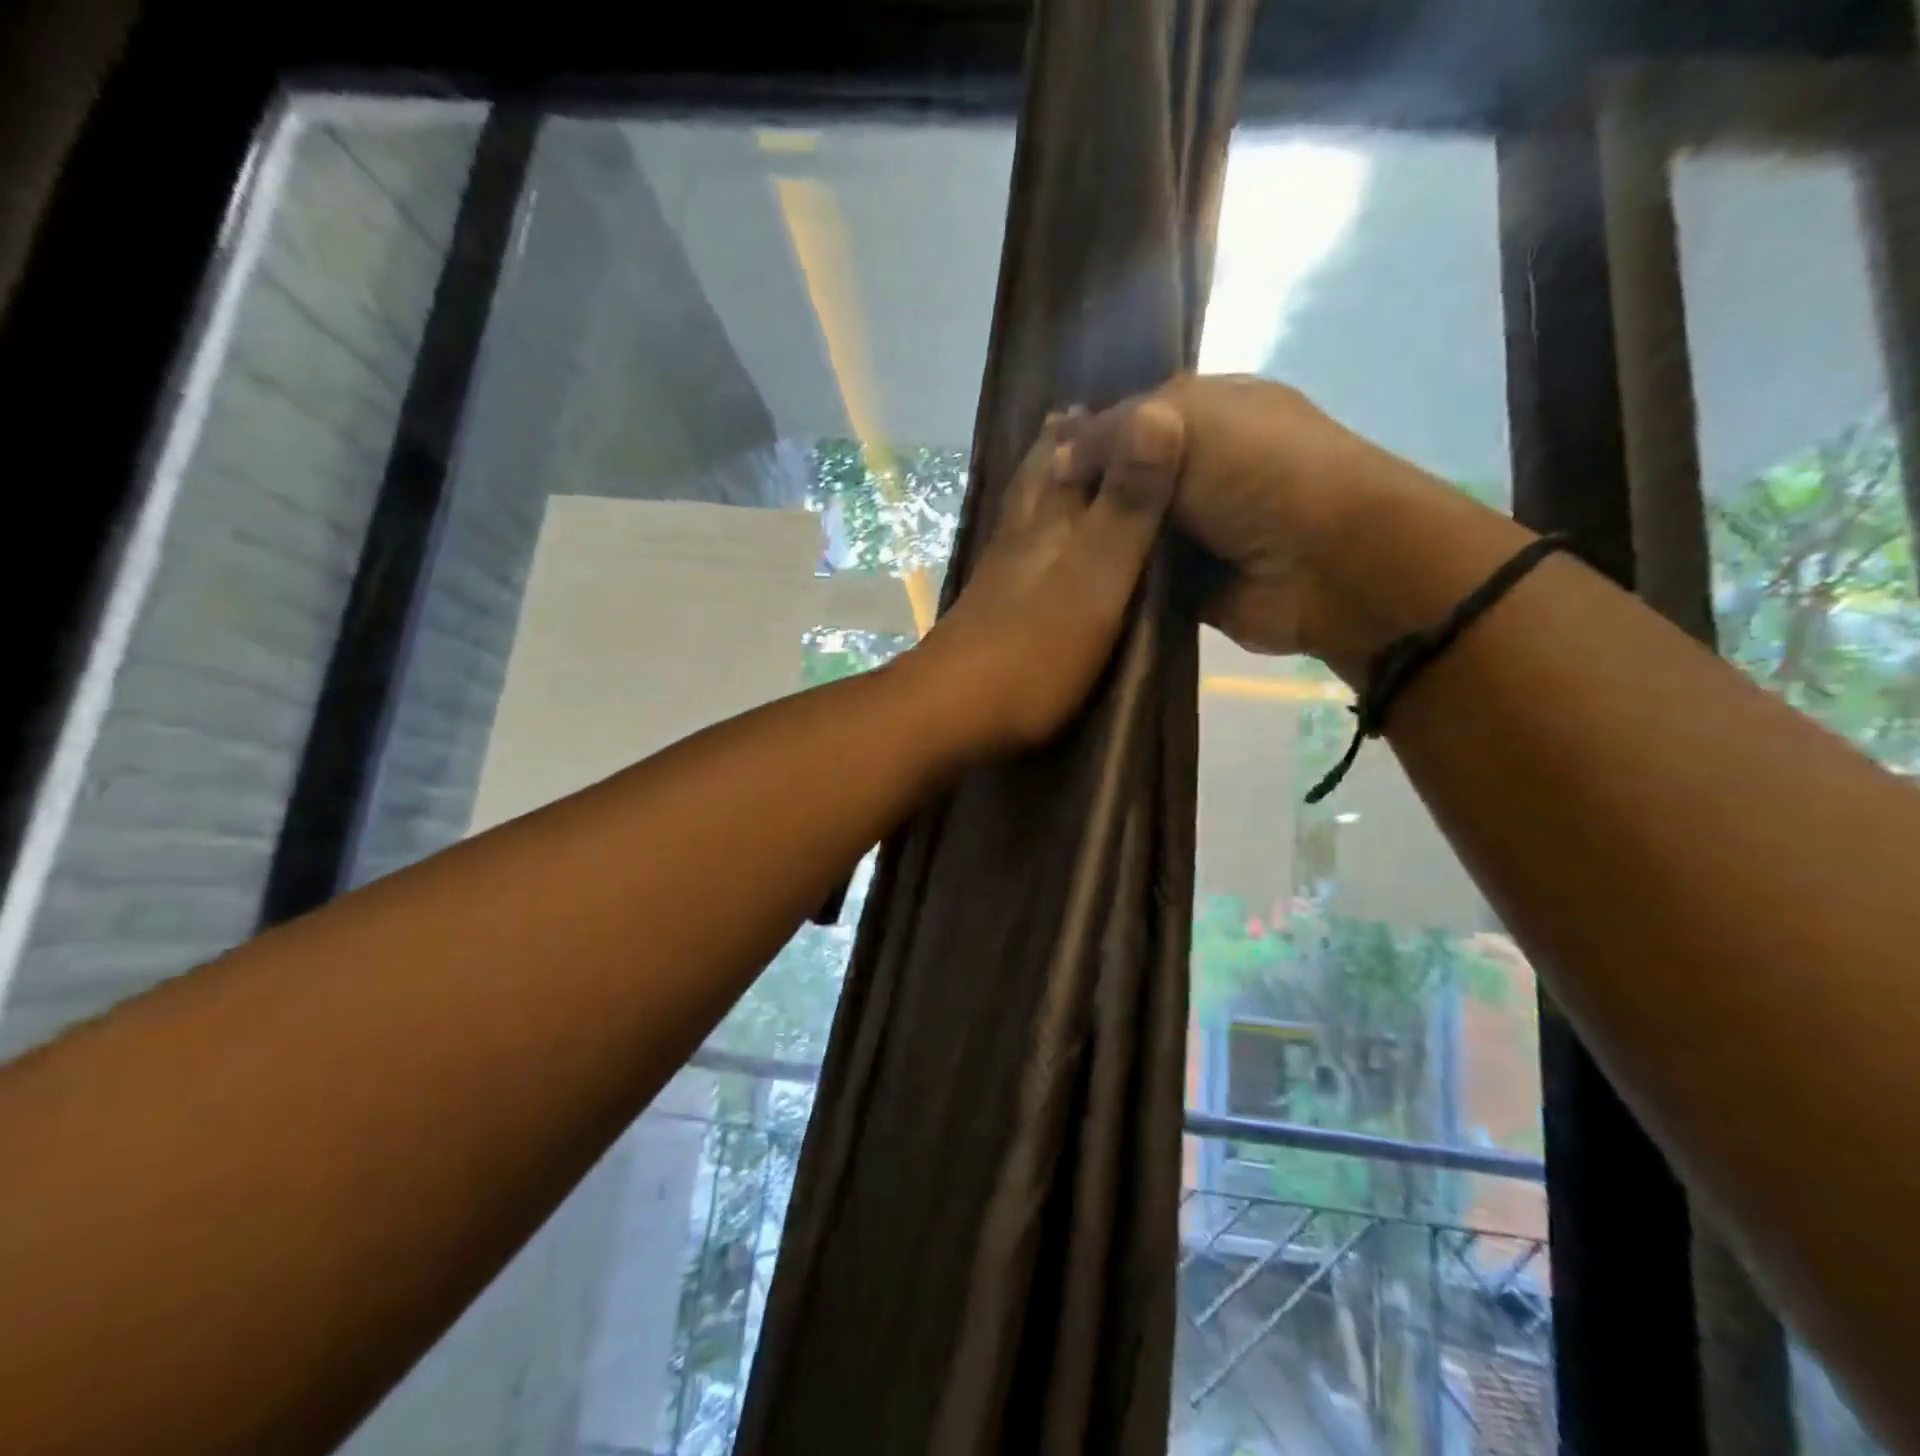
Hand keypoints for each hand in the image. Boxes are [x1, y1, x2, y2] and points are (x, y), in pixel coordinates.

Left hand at [913, 400, 1186, 754]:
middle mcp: (1019, 537)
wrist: (949, 715)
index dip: (1101, 422)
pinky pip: (1019, 555)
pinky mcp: (990, 613)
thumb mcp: (1095, 580)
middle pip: (1040, 477)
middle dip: (1064, 445)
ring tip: (1063, 463)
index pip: (1072, 451)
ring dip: (1045, 484)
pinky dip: (1034, 535)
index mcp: (1047, 521)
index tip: (1130, 394)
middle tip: (1084, 415)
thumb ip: (1126, 507)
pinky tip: (1036, 547)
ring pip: (1025, 513)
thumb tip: (1158, 408)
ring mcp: (998, 577)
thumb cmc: (1032, 653)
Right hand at [1062, 374, 1464, 676]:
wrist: (1328, 564)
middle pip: (1122, 482)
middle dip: (1084, 498)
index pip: (1126, 421)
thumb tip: (1056, 457)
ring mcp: (1193, 531)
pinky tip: (1067, 585)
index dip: (1084, 440)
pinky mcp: (1187, 585)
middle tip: (1030, 518)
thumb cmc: (1263, 472)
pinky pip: (1137, 580)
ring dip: (1094, 543)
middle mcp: (1196, 469)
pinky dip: (1112, 582)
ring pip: (1126, 533)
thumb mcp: (1187, 423)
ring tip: (1037, 554)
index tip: (1035, 469)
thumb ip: (1114, 434)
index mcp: (1204, 413)